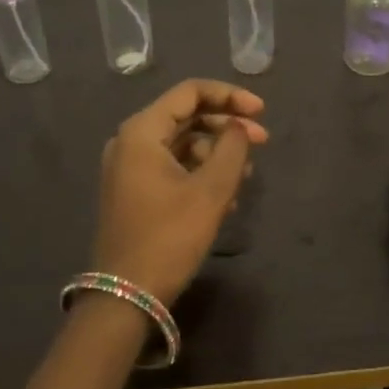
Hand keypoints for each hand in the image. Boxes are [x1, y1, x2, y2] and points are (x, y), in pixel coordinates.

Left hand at [91, 80, 266, 307]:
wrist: (126, 296)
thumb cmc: (169, 236)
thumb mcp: (210, 191)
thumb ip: (232, 148)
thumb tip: (240, 126)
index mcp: (142, 131)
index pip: (190, 92)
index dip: (230, 96)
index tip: (262, 111)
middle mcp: (130, 141)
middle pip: (186, 116)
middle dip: (227, 126)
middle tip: (262, 141)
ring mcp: (129, 167)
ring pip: (182, 143)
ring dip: (217, 153)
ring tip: (246, 176)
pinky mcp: (134, 190)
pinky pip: (173, 166)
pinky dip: (201, 172)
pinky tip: (227, 195)